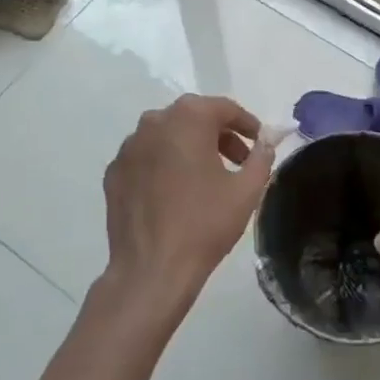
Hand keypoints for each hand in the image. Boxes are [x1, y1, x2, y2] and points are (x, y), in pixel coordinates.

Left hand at [101, 94, 277, 313]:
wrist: (151, 271)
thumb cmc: (204, 224)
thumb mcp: (247, 190)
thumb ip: (262, 156)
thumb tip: (266, 141)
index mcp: (188, 118)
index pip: (225, 108)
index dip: (247, 124)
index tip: (260, 142)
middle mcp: (154, 122)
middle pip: (194, 118)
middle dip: (219, 135)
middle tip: (238, 161)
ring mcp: (129, 147)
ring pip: (168, 136)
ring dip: (190, 147)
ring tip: (207, 177)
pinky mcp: (114, 172)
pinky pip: (147, 157)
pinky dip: (164, 164)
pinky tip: (175, 192)